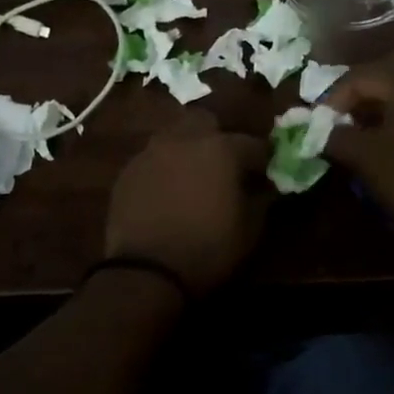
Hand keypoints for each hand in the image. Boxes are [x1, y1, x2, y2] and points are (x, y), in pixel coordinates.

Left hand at [104, 109, 270, 296]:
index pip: (252, 144)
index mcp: (221, 149)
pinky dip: (164, 168)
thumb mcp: (250, 229)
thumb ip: (261, 198)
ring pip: (174, 136)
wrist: (146, 271)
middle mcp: (184, 140)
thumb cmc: (208, 249)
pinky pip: (152, 159)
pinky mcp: (128, 171)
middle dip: (218, 136)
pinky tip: (166, 191)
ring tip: (193, 175)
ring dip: (187, 149)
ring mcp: (151, 152)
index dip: (263, 159)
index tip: (266, 174)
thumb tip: (264, 186)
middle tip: (225, 163)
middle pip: (205, 121)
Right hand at [324, 48, 393, 253]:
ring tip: (371, 128)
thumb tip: (324, 132)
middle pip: (391, 69)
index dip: (333, 100)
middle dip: (364, 90)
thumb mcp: (367, 159)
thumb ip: (338, 138)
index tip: (319, 126)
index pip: (359, 76)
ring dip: (390, 99)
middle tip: (346, 117)